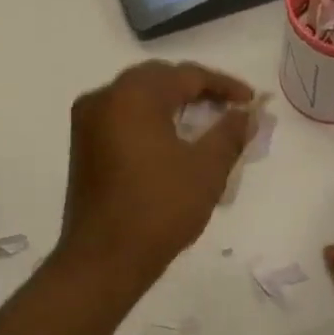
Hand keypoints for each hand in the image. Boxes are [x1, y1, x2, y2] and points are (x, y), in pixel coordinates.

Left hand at [59, 61, 256, 287]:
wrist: (104, 258)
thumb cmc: (160, 209)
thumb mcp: (206, 169)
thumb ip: (230, 133)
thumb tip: (247, 114)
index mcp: (132, 95)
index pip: (186, 75)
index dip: (223, 85)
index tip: (250, 101)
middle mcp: (103, 98)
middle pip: (158, 80)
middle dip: (196, 91)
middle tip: (229, 108)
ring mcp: (87, 123)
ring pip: (137, 98)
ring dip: (172, 105)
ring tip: (205, 124)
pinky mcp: (83, 146)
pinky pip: (122, 118)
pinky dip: (150, 121)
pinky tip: (172, 141)